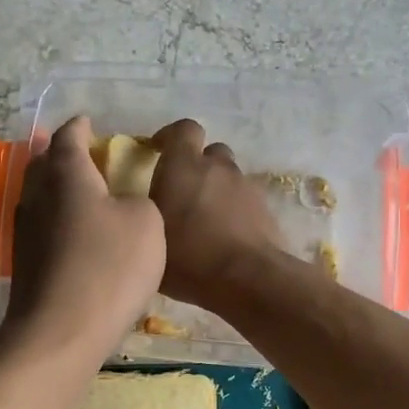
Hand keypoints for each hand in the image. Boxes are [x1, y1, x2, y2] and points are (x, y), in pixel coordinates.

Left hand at [0, 116, 164, 362]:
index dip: (80, 127)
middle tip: (84, 155)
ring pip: (39, 198)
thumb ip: (138, 200)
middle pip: (43, 164)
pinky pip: (42, 229)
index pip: (68, 138)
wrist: (61, 332)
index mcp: (66, 175)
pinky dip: (58, 222)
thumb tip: (122, 204)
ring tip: (82, 193)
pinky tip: (76, 235)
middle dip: (61, 155)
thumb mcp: (146, 222)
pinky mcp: (25, 266)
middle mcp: (37, 197)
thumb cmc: (109, 267)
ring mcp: (25, 233)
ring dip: (58, 190)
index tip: (89, 123)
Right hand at [148, 119, 281, 313]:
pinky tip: (225, 237)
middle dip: (198, 166)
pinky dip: (235, 211)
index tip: (158, 150)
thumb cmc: (189, 257)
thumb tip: (141, 211)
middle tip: (184, 192)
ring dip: (217, 190)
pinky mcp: (266, 209)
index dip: (171, 136)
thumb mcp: (149, 238)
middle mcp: (218, 168)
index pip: (184, 129)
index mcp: (184, 166)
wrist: (248, 279)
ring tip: (205, 220)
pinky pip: (245, 201)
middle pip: (211, 153)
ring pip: (229, 177)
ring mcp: (246, 187)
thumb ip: (145, 216)